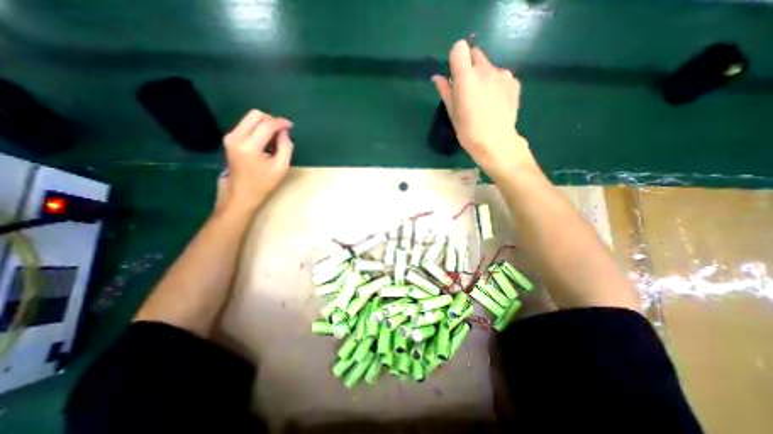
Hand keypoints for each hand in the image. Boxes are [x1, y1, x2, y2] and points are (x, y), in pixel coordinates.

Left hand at [219, 110, 295, 213]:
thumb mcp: (281, 167)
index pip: (267, 124)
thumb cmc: (263, 183)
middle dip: (271, 119)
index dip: (281, 123)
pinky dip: (258, 128)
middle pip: (255, 114)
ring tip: (276, 136)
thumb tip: (285, 132)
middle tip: (282, 130)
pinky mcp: (229, 139)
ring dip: (265, 123)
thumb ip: (286, 147)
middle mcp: (237, 137)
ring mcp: (230, 137)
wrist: (241, 193)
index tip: (291, 126)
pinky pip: (246, 125)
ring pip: (249, 118)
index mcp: (250, 146)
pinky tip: (266, 140)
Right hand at [433, 40, 535, 179]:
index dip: (456, 59)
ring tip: (483, 100)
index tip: (455, 75)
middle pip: (475, 53)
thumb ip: (445, 91)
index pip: (460, 48)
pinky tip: (495, 102)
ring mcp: (502, 75)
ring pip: (489, 66)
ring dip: (483, 76)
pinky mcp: (514, 82)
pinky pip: (501, 76)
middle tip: (468, 89)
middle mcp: (485, 70)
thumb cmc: (468, 131)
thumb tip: (437, 78)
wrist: (496, 143)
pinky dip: (496, 84)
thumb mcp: (452, 113)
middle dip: (469, 66)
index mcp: (466, 78)